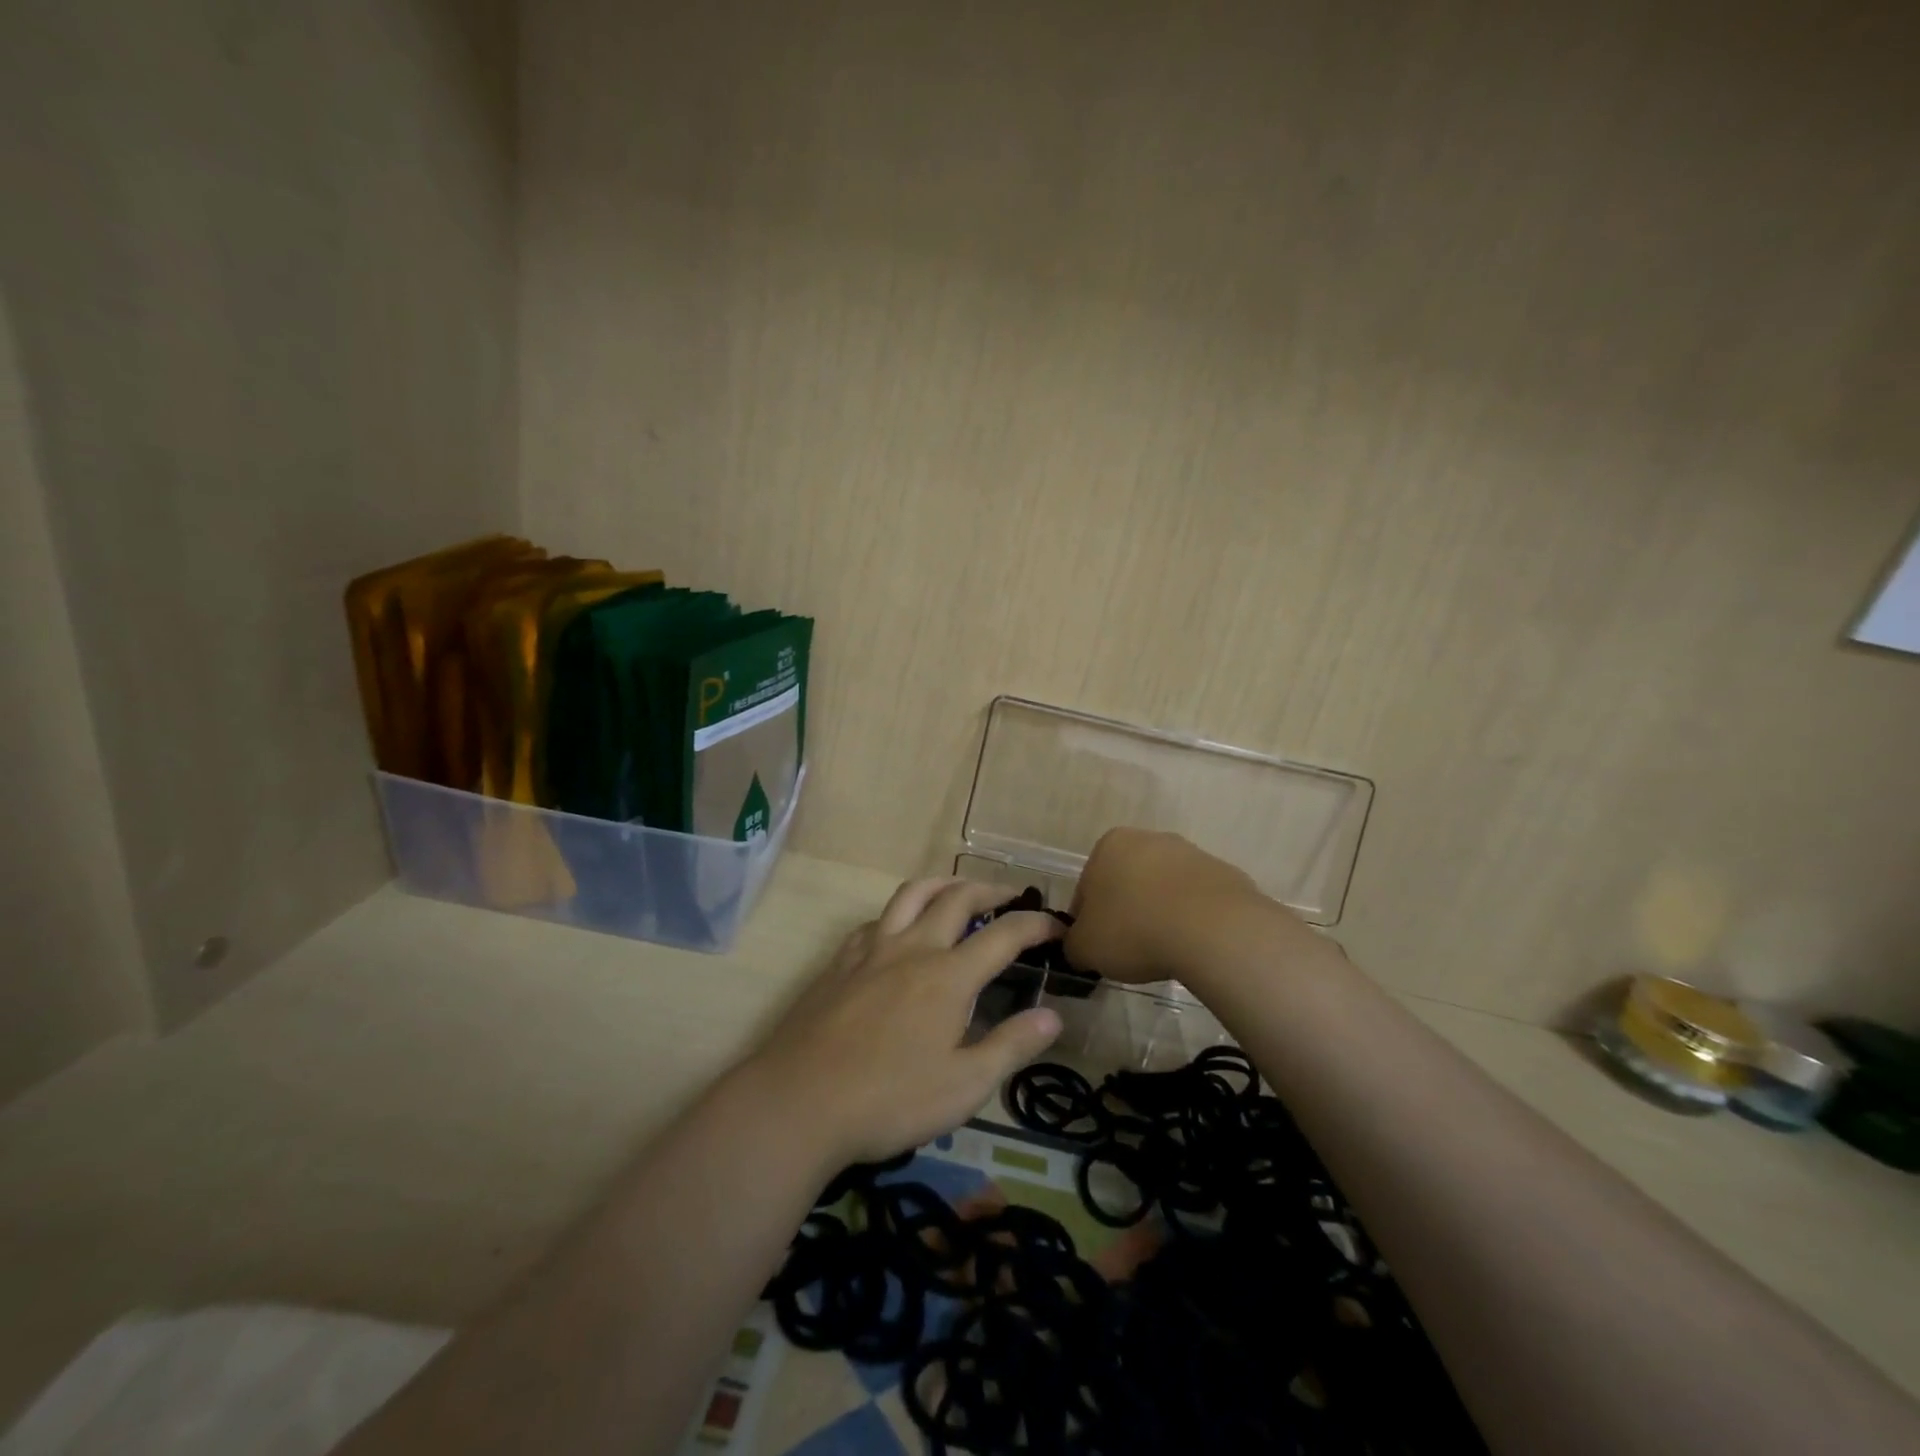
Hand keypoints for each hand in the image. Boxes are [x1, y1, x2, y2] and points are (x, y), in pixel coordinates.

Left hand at [739, 878, 1065, 1165]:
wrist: (799, 1102)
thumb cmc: (889, 1101)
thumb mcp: (963, 1086)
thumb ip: (1011, 1046)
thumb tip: (1053, 1016)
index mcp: (949, 976)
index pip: (1004, 934)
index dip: (1036, 924)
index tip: (1058, 926)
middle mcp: (913, 948)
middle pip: (958, 898)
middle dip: (992, 891)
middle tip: (1012, 897)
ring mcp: (872, 950)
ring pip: (912, 894)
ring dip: (944, 883)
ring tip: (959, 890)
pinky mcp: (840, 962)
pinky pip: (877, 919)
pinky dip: (899, 912)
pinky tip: (899, 930)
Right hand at [1065, 828, 1307, 985]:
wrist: (1213, 930)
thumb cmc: (1135, 930)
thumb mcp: (1085, 948)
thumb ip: (1073, 945)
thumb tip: (1079, 949)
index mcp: (1109, 845)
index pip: (1087, 888)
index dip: (1088, 922)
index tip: (1097, 948)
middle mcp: (1149, 839)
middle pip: (1127, 882)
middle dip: (1127, 912)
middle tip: (1129, 951)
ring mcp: (1191, 854)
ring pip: (1164, 890)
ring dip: (1160, 914)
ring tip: (1165, 951)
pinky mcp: (1225, 873)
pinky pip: (1198, 902)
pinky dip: (1192, 920)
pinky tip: (1194, 946)